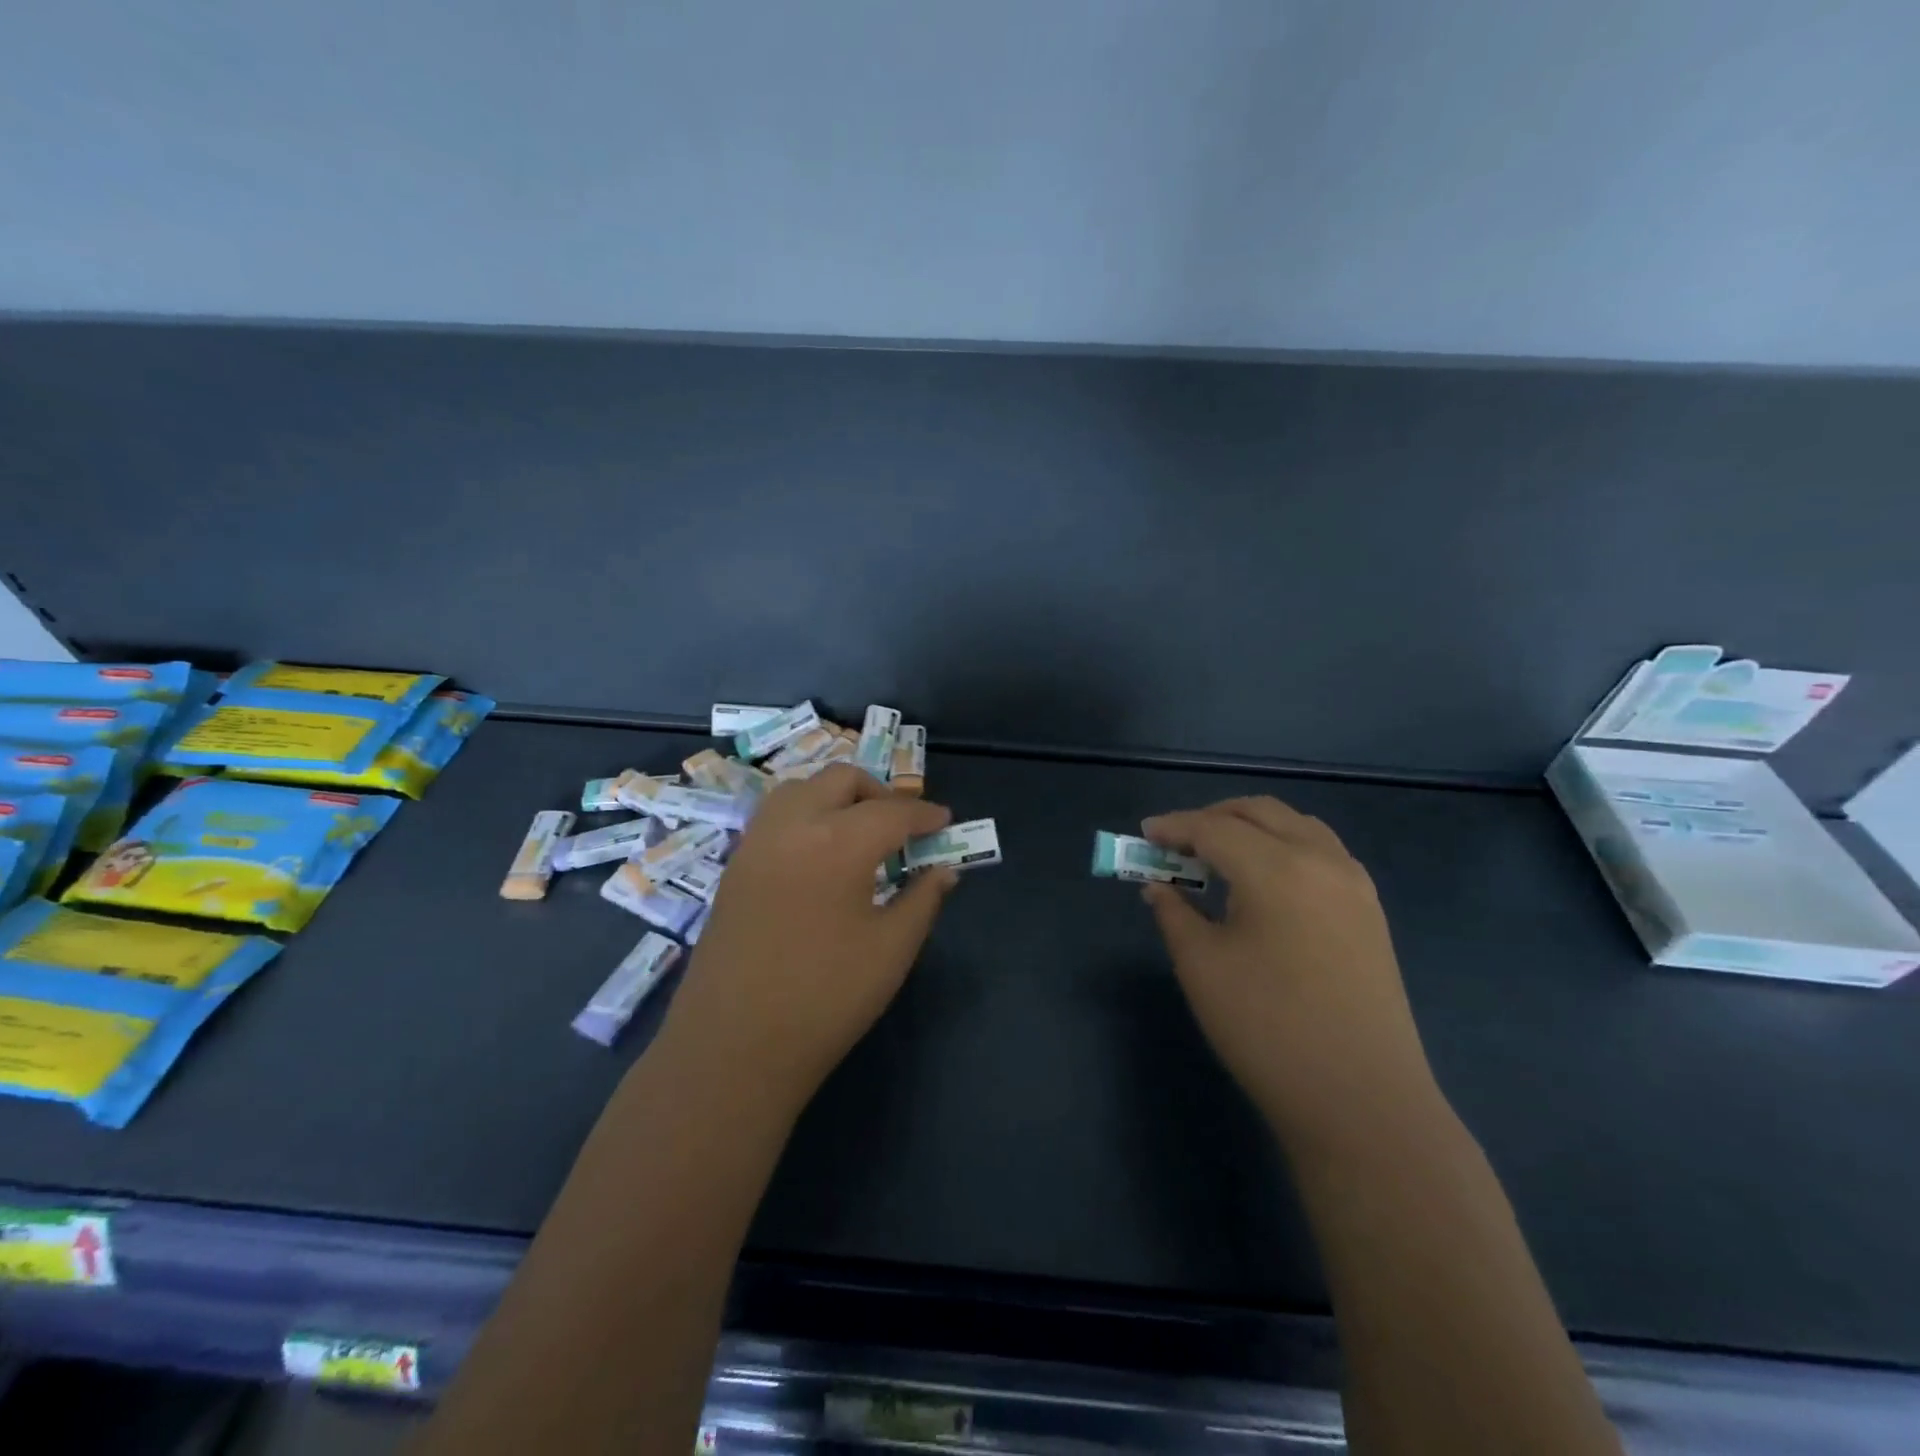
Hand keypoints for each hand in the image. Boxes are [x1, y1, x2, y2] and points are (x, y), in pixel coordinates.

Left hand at [657, 764, 958, 1112]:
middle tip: (903, 825)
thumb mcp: (892, 949)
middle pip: (841, 780)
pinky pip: (776, 814)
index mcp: (837, 842)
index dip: (925, 815)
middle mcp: (793, 825)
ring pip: (802, 788)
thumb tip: (944, 870)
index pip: (892, 812)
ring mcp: (756, 842)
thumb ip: (923, 898)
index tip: (945, 821)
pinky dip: (806, 813)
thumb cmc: (826, 998)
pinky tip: (821, 851)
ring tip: (860, 831)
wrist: (735, 1046)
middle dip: (879, 793)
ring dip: (837, 796)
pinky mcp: (736, 864)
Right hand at [1141, 798, 1439, 1149]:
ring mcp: (1354, 884)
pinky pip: (1321, 852)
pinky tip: (1264, 882)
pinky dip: (1283, 847)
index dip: (1173, 827)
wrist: (1361, 1101)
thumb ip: (1174, 913)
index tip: (1143, 834)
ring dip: (1252, 827)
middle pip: (1260, 812)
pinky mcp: (1369, 911)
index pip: (1214, 828)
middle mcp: (1322, 860)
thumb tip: (1159, 886)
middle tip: (1177, 843)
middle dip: (1212, 817)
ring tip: (1218, 856)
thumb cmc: (1267, 1029)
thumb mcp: (1201, 967)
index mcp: (1277, 868)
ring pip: (1296, 826)